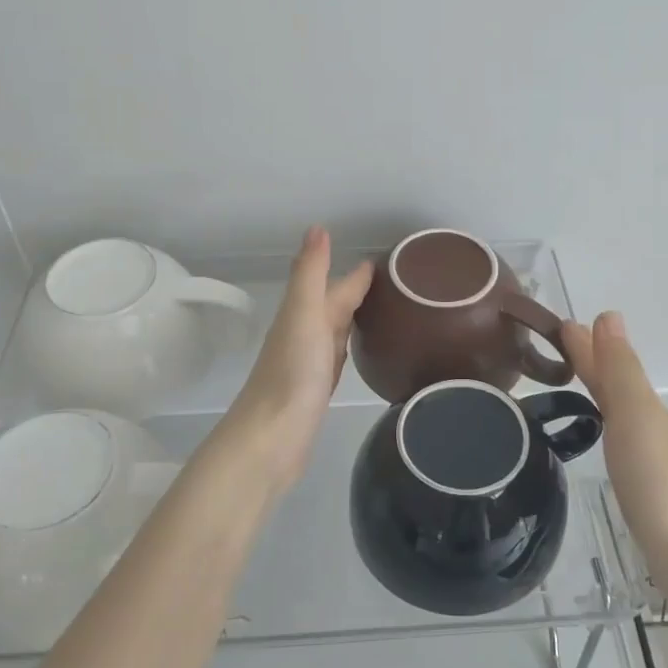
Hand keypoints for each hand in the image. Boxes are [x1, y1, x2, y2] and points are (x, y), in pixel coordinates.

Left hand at [225, 227, 373, 495]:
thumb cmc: (291, 375)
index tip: (390, 260)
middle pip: (335, 306)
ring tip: (384, 309)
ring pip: (336, 331)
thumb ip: (311, 274)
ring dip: (354, 317)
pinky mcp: (316, 391)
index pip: (336, 286)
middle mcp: (304, 334)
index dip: (358, 273)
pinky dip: (349, 348)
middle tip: (397, 282)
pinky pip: (337, 358)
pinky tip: (358, 350)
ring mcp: (309, 364)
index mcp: (303, 314)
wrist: (270, 440)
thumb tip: (317, 227)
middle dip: (358, 291)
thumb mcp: (303, 315)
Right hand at [561, 312, 667, 583]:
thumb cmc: (660, 484)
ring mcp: (654, 463)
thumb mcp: (636, 417)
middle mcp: (652, 429)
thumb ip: (620, 370)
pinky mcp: (649, 494)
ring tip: (570, 386)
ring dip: (598, 394)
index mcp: (646, 409)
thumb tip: (608, 315)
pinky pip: (621, 445)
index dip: (586, 346)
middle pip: (617, 388)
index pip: (610, 367)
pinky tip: (599, 441)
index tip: (558, 325)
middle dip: (591, 365)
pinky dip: (606, 429)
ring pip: (620, 415)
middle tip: (558, 348)